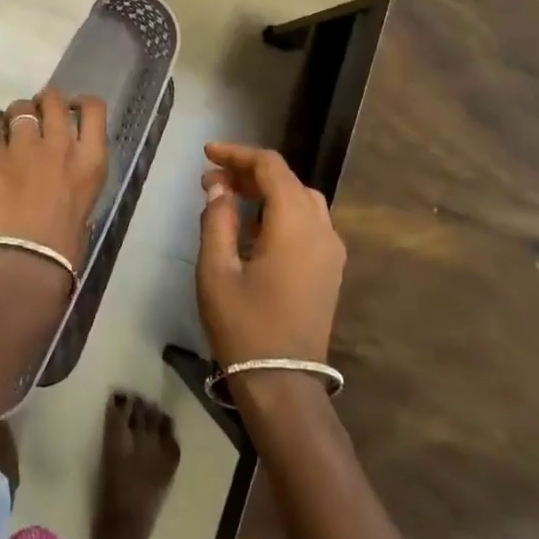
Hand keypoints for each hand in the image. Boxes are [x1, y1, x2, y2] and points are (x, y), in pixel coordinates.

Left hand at [0, 88, 108, 285]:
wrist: (25, 262)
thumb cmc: (64, 247)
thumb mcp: (85, 202)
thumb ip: (75, 174)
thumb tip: (63, 169)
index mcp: (91, 159)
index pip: (94, 109)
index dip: (81, 102)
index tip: (73, 108)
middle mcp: (60, 144)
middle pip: (53, 99)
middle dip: (44, 102)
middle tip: (37, 114)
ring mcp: (24, 148)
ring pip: (19, 108)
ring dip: (17, 116)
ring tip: (12, 129)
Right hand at [197, 143, 344, 369]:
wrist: (283, 384)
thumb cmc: (244, 325)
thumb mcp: (216, 270)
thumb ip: (217, 220)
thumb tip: (218, 188)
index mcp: (295, 224)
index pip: (270, 167)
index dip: (237, 154)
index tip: (206, 154)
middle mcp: (321, 229)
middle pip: (287, 180)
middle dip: (248, 173)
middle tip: (211, 182)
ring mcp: (331, 251)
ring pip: (301, 200)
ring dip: (266, 191)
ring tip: (230, 200)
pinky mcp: (330, 270)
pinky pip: (308, 223)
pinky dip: (281, 212)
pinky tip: (254, 229)